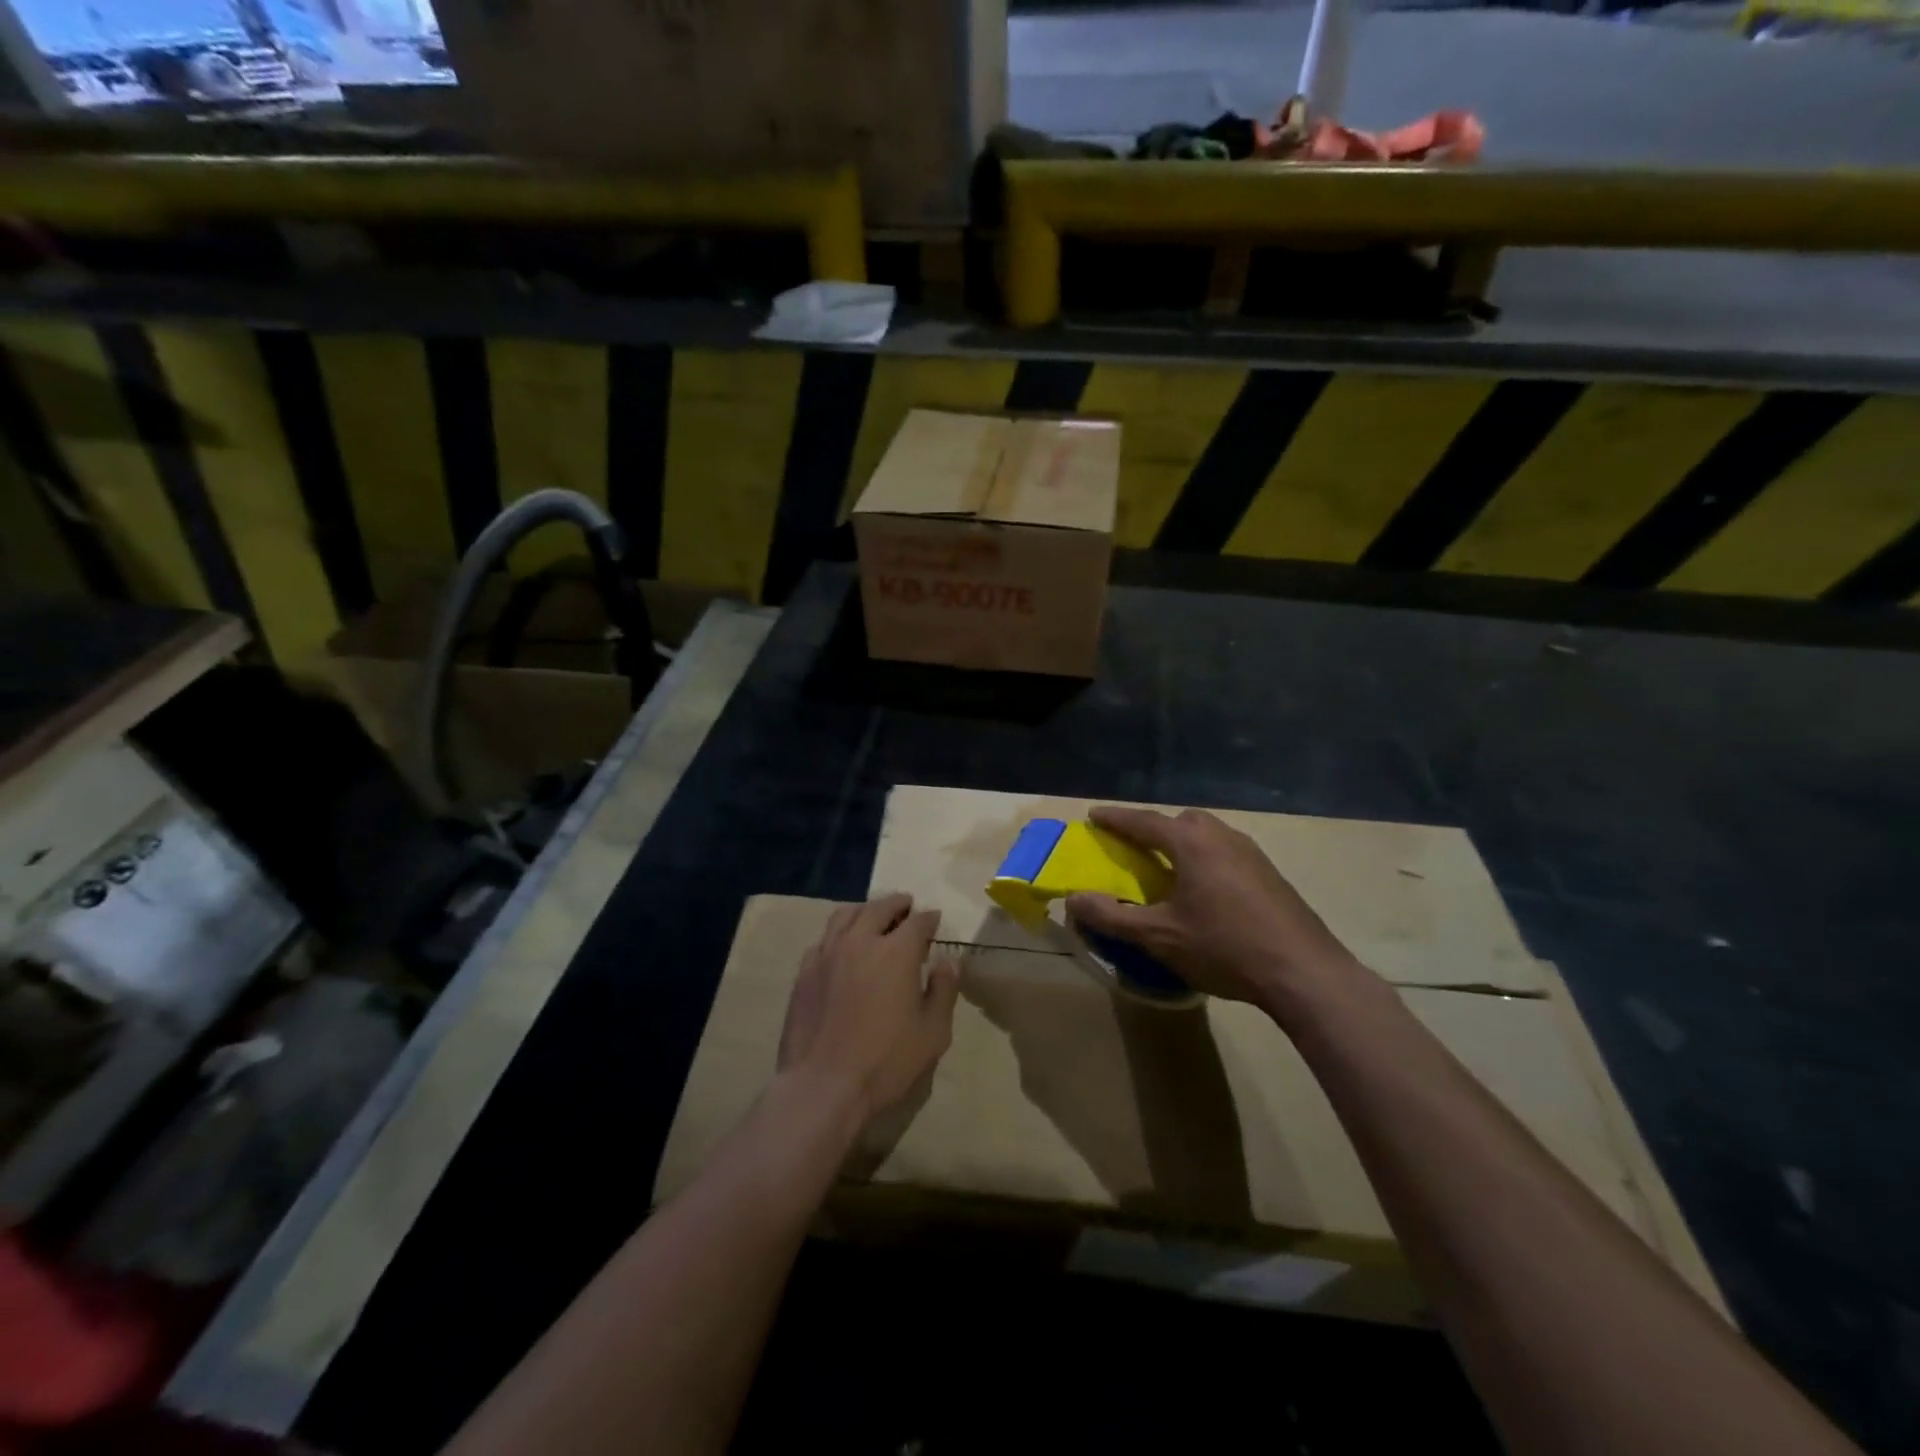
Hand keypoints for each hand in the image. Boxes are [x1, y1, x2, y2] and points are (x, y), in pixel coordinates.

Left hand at [778, 894, 959, 1124]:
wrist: (822, 1086)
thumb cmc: (886, 1061)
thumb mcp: (933, 1032)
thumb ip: (943, 990)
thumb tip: (947, 961)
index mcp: (896, 952)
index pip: (917, 922)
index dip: (928, 918)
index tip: (934, 919)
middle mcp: (860, 941)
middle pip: (879, 908)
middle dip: (897, 904)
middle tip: (906, 905)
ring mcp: (827, 954)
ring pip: (846, 915)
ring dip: (865, 911)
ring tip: (873, 916)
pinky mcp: (804, 972)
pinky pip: (824, 939)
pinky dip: (839, 934)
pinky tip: (842, 946)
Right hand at [1066, 806, 1360, 1013]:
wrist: (1303, 972)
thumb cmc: (1224, 947)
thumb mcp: (1158, 936)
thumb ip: (1111, 916)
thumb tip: (1073, 900)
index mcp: (1191, 843)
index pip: (1143, 821)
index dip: (1115, 818)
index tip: (1093, 815)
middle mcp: (1222, 837)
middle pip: (1181, 821)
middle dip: (1154, 828)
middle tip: (1135, 847)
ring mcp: (1251, 853)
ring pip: (1208, 835)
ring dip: (1183, 844)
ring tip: (1169, 870)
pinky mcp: (1270, 874)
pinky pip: (1226, 853)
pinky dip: (1206, 860)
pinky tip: (1206, 892)